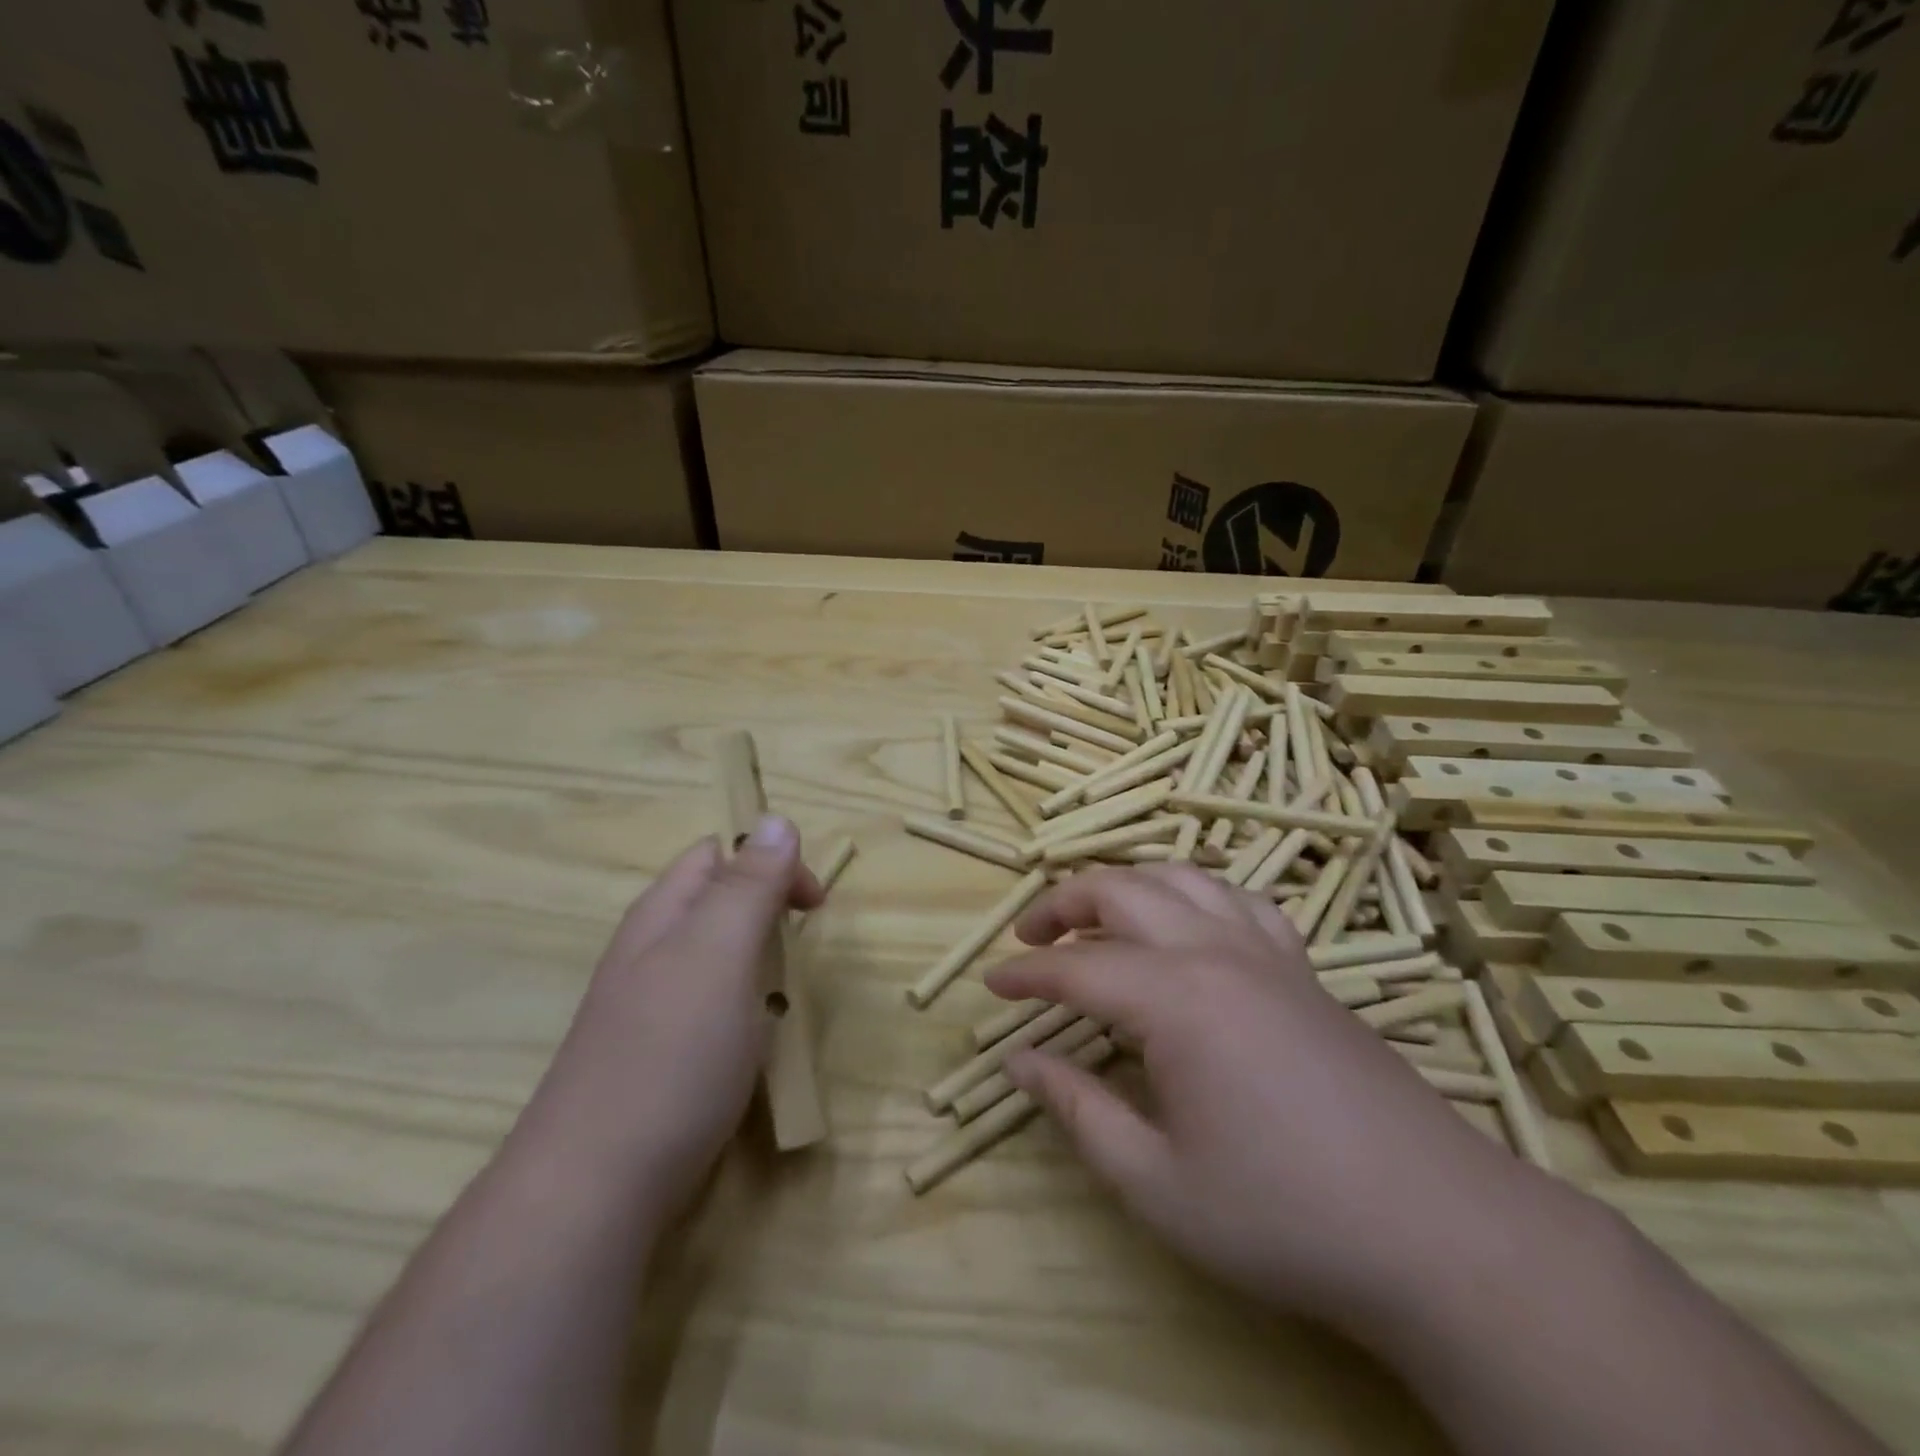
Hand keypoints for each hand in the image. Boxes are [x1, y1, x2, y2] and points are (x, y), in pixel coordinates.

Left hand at [513, 818, 822, 1216]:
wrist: (595, 1187)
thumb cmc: (670, 1053)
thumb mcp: (719, 953)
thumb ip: (750, 885)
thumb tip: (776, 819)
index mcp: (663, 914)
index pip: (718, 854)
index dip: (771, 863)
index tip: (812, 907)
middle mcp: (650, 951)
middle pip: (716, 903)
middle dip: (766, 913)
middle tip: (798, 953)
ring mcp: (647, 1007)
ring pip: (716, 958)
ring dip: (757, 965)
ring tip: (780, 1001)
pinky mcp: (655, 1056)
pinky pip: (709, 1008)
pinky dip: (741, 1011)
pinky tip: (749, 1046)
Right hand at [987, 864, 1541, 1329]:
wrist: (1439, 1232)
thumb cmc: (1283, 1215)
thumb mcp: (1157, 1183)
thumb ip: (1078, 1111)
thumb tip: (1019, 1061)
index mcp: (1176, 999)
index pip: (1077, 968)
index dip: (1027, 974)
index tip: (992, 986)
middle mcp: (1216, 952)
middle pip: (1122, 891)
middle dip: (1063, 904)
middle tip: (1029, 937)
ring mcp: (1266, 953)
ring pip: (1180, 878)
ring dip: (1126, 885)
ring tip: (1097, 916)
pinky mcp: (1303, 969)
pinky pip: (1239, 900)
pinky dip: (1195, 894)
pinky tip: (1188, 924)